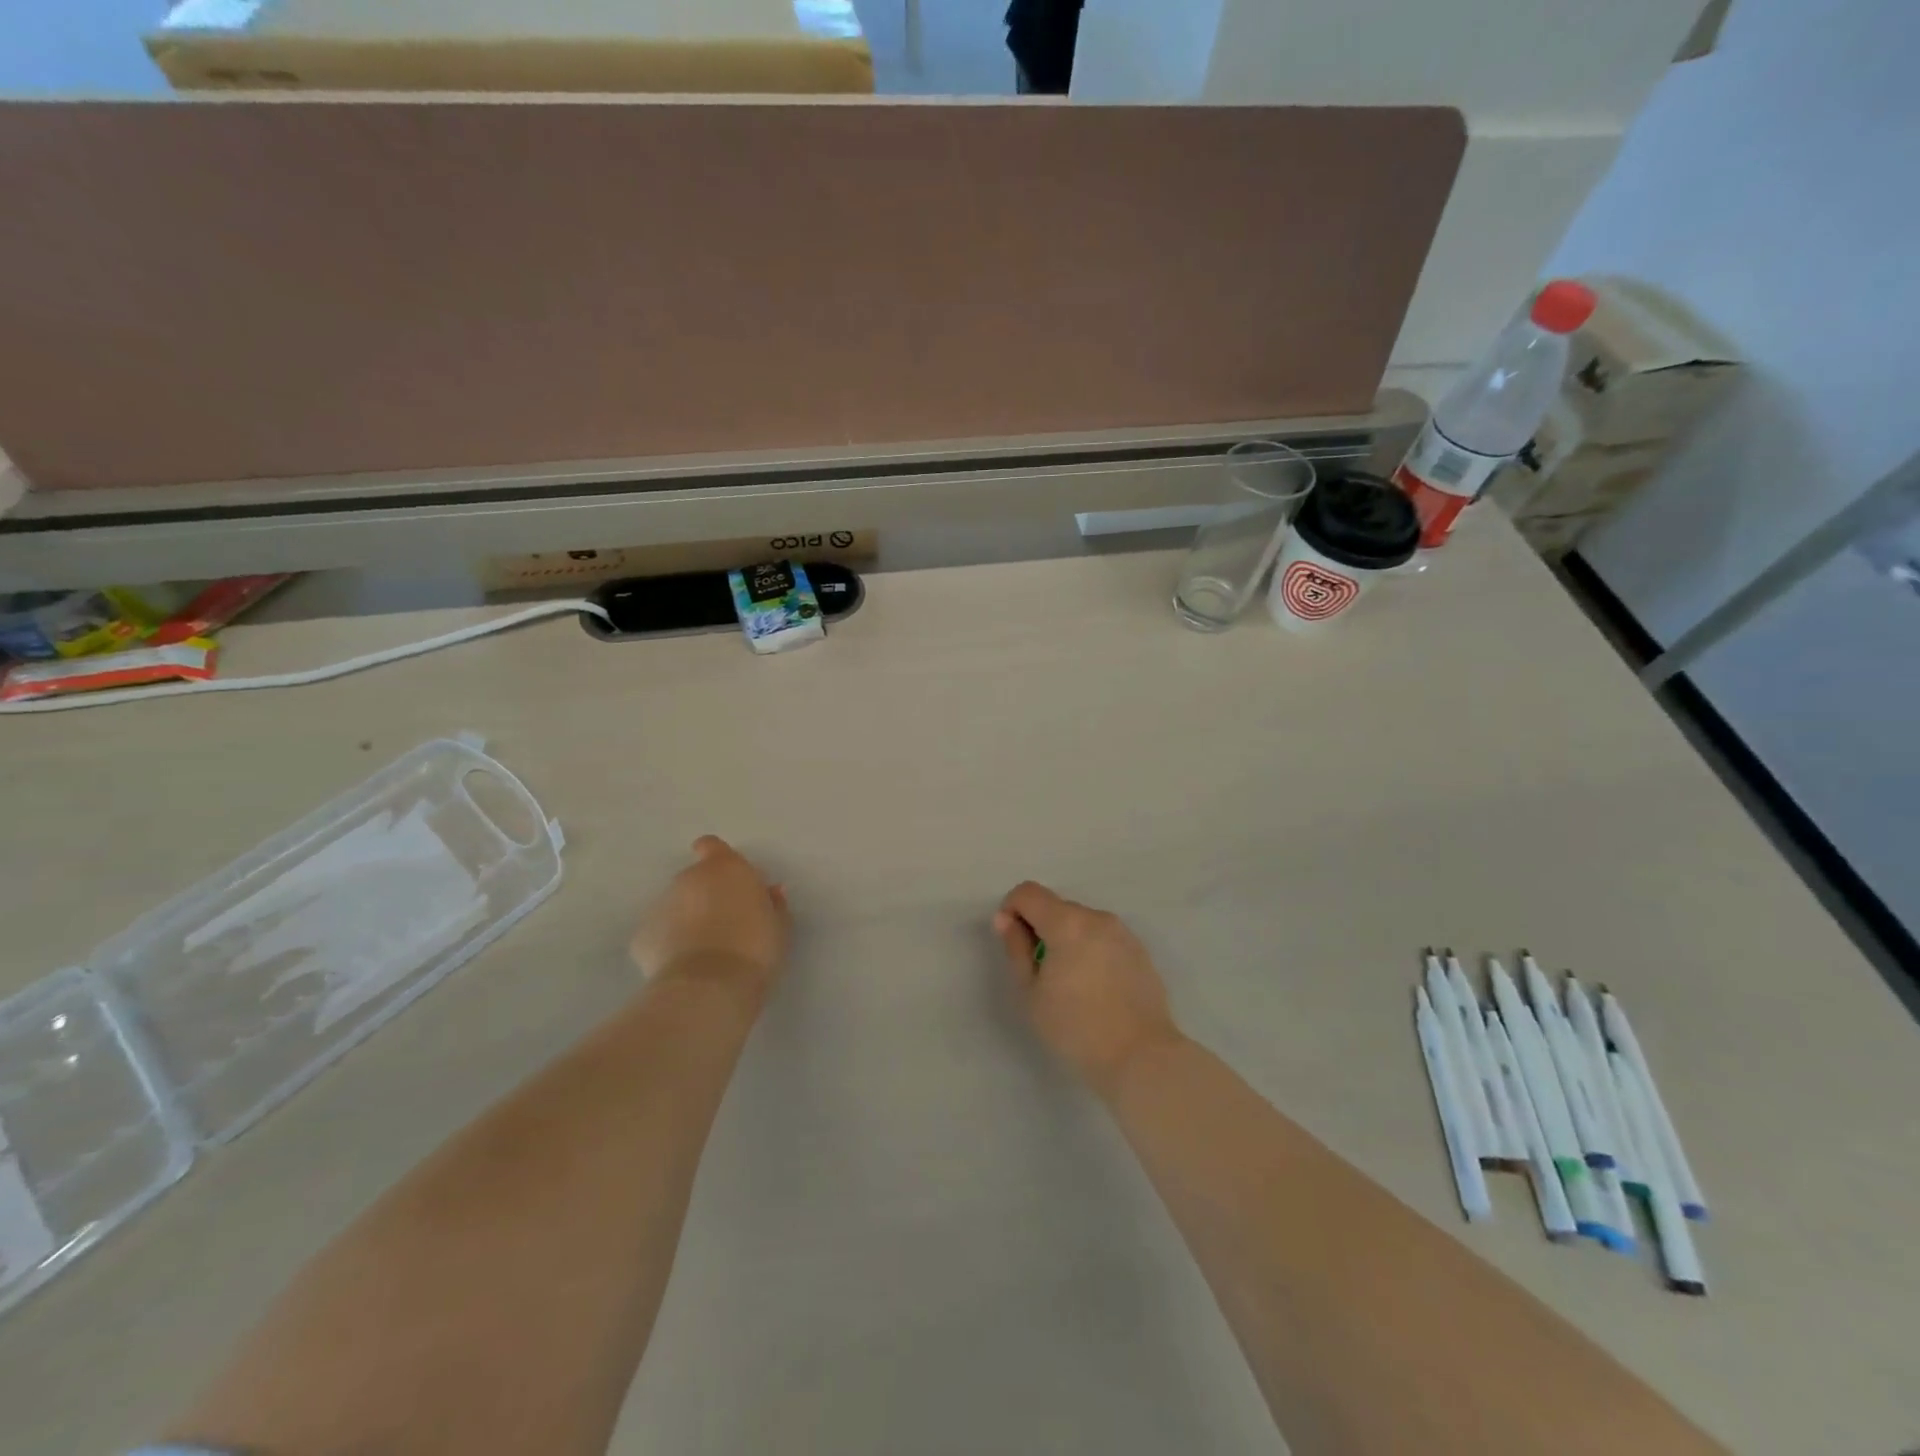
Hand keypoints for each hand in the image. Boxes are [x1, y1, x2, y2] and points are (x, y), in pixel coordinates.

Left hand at [629, 836, 790, 998]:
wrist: (709, 987)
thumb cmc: (755, 948)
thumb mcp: (779, 925)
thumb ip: (773, 903)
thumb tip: (770, 892)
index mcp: (725, 868)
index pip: (712, 846)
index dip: (718, 859)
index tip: (729, 881)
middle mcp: (688, 878)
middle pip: (695, 879)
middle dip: (706, 896)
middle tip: (726, 925)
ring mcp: (660, 906)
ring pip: (675, 906)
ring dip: (687, 920)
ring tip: (705, 952)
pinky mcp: (641, 937)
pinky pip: (659, 934)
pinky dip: (669, 945)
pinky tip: (684, 967)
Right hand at [993, 881, 1182, 1094]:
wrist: (1141, 1056)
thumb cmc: (1075, 1028)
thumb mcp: (1031, 992)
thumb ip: (1016, 948)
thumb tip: (1006, 919)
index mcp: (1067, 922)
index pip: (1028, 892)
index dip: (1011, 909)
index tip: (1012, 942)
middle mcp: (1097, 917)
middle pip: (1057, 907)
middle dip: (1040, 928)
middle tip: (1039, 971)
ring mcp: (1123, 932)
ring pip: (1082, 923)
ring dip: (1067, 939)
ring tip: (1070, 983)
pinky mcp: (1139, 951)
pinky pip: (1104, 938)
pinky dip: (1091, 950)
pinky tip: (1095, 988)